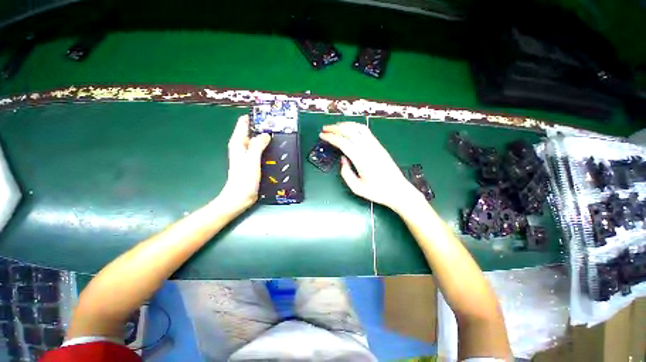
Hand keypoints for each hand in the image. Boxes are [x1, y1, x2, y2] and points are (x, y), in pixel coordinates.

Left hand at [218, 115, 270, 211]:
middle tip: (278, 124)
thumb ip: (258, 144)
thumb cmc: (244, 178)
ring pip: (257, 140)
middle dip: (263, 126)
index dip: (255, 116)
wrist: (240, 196)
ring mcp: (247, 154)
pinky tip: (275, 148)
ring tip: (279, 133)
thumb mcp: (252, 159)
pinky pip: (260, 149)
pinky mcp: (253, 161)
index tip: (268, 114)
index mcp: (238, 142)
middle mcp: (241, 145)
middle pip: (252, 130)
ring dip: (266, 137)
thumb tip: (266, 134)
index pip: (244, 122)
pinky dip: (267, 146)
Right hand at [319, 122, 423, 211]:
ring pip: (358, 128)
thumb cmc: (377, 191)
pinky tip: (350, 128)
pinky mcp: (379, 145)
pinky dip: (355, 126)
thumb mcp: (356, 188)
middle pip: (349, 132)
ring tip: (336, 126)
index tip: (322, 135)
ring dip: (345, 125)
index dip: (331, 137)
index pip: (343, 142)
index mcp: (361, 160)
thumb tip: (343, 159)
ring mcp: (375, 145)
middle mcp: (368, 149)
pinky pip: (366, 131)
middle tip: (325, 129)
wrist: (398, 190)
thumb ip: (346, 173)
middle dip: (335, 128)